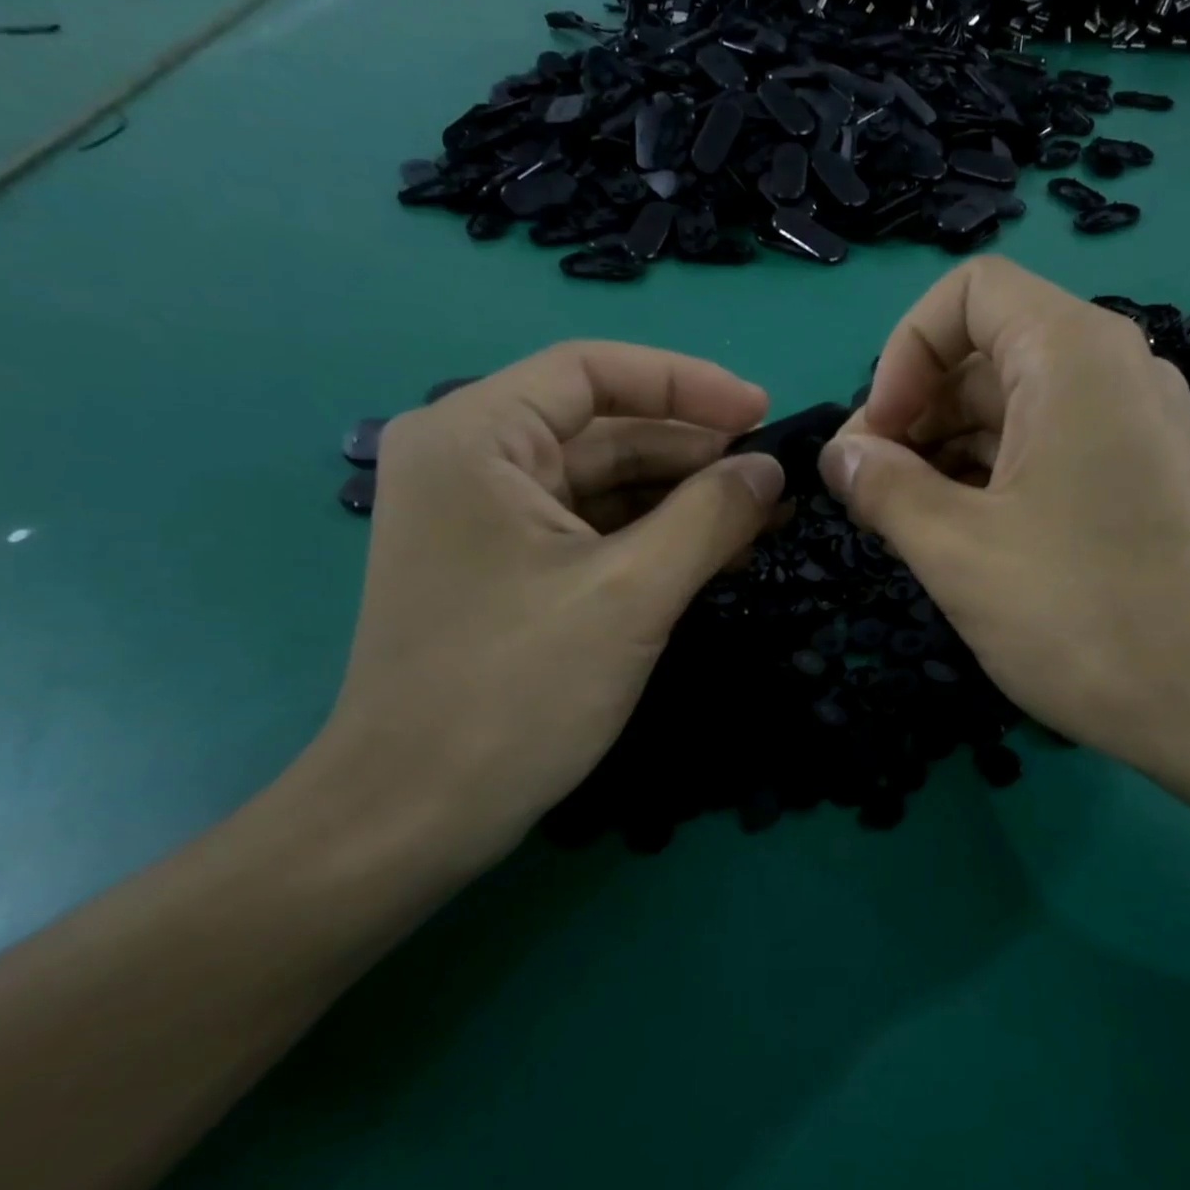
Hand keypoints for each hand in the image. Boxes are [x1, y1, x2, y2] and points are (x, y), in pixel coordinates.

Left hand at [312, 343, 784, 872]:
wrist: (414, 818)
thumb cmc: (515, 691)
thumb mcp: (631, 593)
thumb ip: (710, 516)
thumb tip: (771, 471)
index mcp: (476, 437)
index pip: (592, 370)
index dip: (686, 383)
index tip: (762, 413)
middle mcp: (472, 461)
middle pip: (603, 427)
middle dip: (694, 449)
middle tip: (774, 478)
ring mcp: (486, 518)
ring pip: (605, 481)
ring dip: (684, 496)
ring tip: (762, 516)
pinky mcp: (506, 568)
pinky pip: (594, 528)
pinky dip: (656, 535)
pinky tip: (717, 551)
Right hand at [820, 257, 1189, 791]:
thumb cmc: (1084, 616)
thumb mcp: (958, 551)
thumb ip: (884, 488)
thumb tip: (840, 456)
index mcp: (1074, 355)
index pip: (968, 293)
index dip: (905, 352)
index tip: (879, 435)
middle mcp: (1114, 370)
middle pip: (987, 352)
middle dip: (915, 411)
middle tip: (874, 490)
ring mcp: (1135, 425)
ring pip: (1014, 406)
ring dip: (947, 451)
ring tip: (907, 520)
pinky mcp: (1142, 477)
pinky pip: (1049, 447)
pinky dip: (992, 476)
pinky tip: (961, 535)